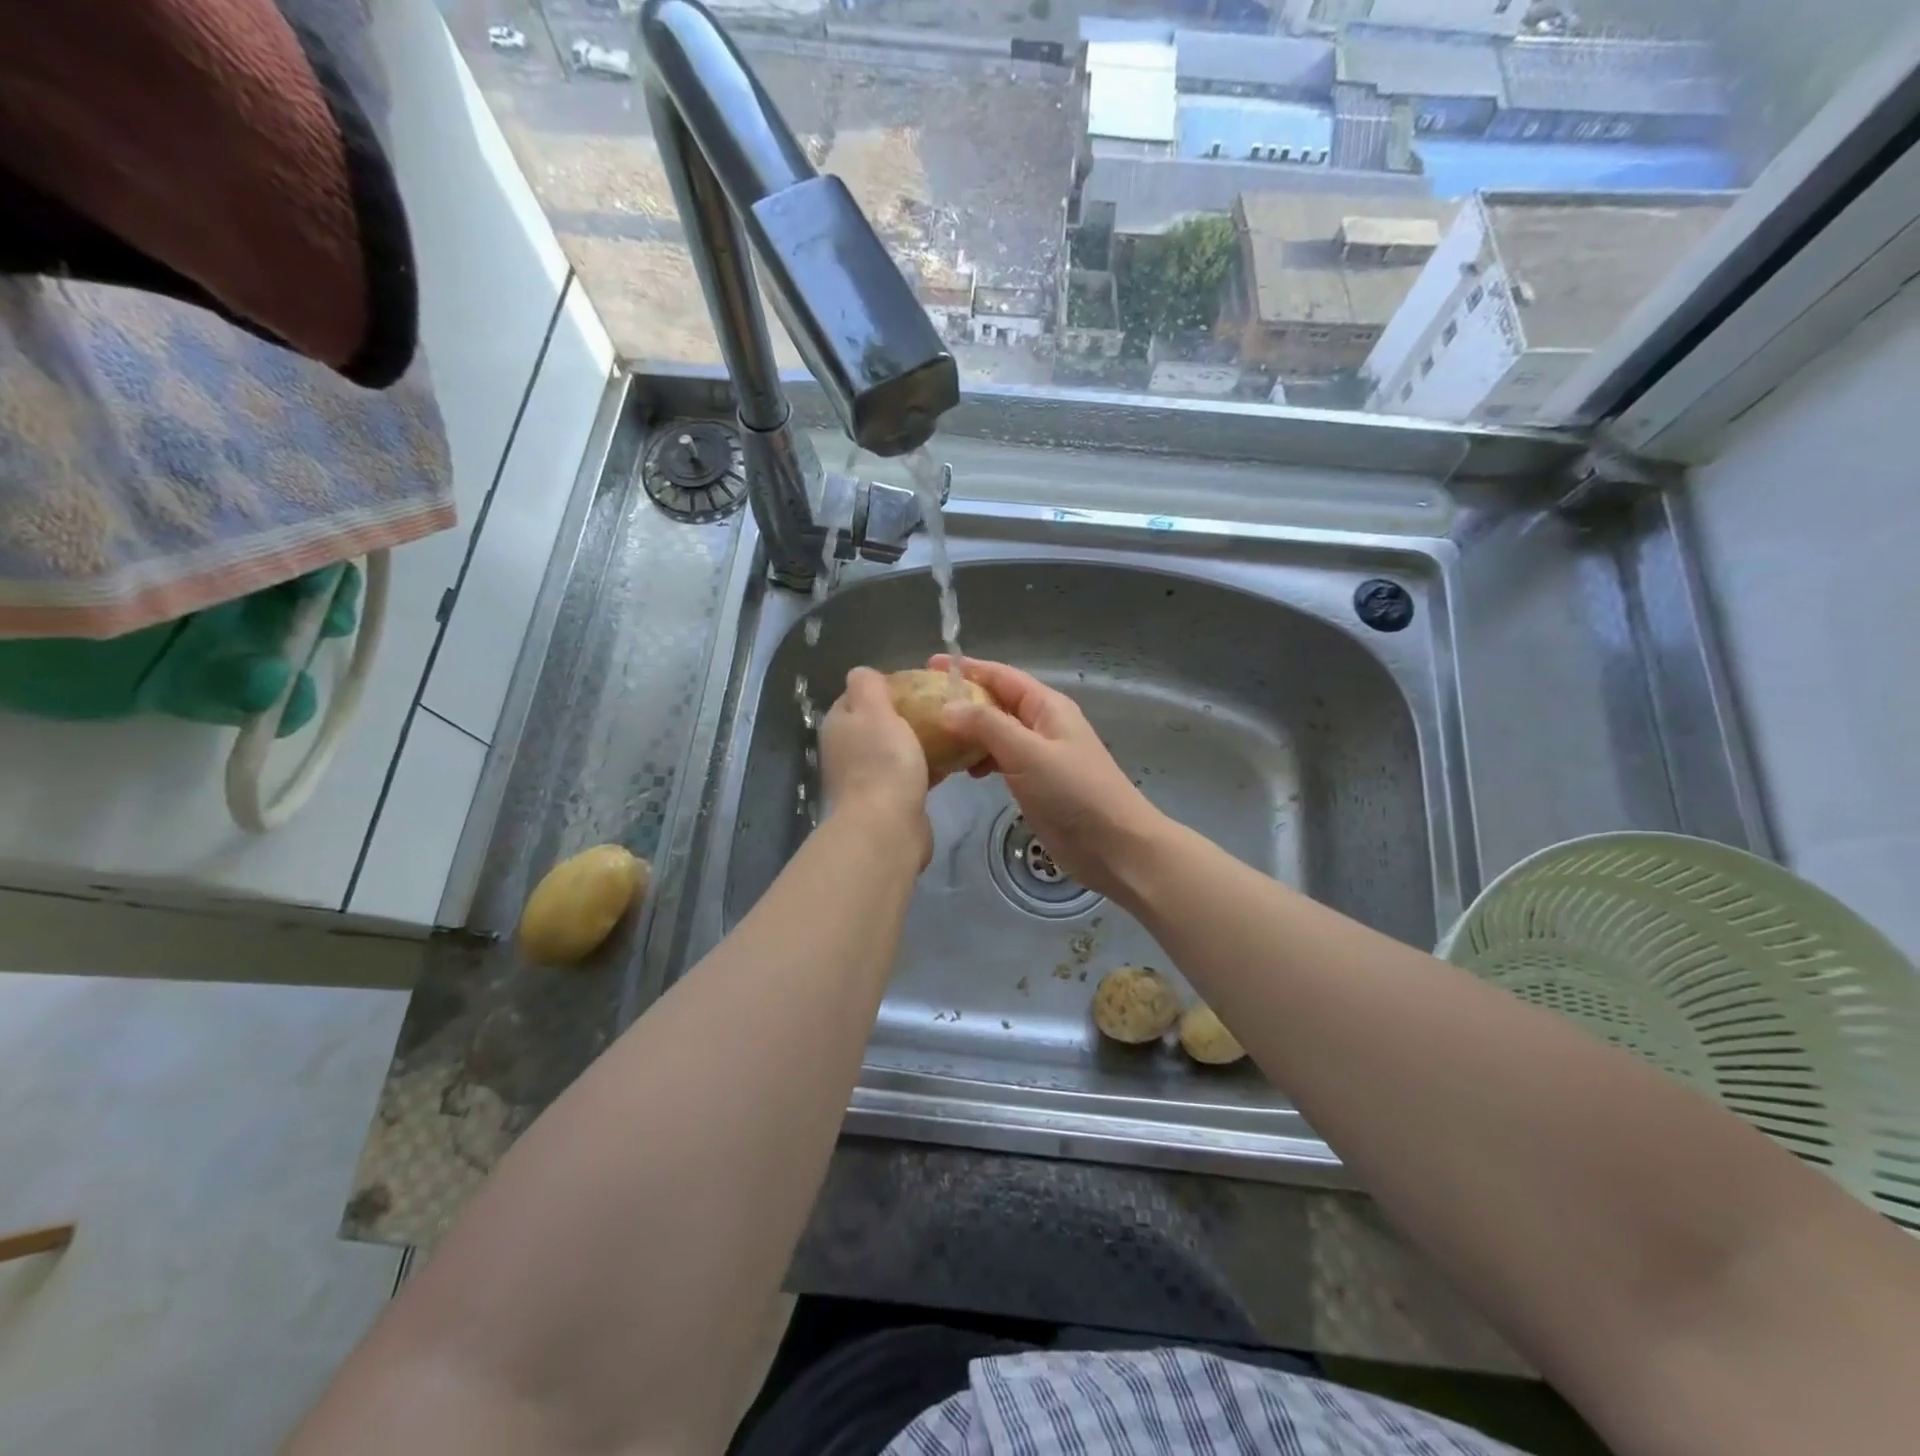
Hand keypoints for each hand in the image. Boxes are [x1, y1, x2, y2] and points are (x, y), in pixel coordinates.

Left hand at [820, 667, 933, 867]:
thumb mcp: (872, 709)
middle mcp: (847, 750)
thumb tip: (864, 673)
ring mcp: (867, 777)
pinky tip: (954, 761)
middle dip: (908, 714)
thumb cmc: (881, 762)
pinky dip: (929, 766)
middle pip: (879, 722)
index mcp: (839, 725)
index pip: (858, 695)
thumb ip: (867, 684)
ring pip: (897, 748)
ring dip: (921, 741)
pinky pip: (912, 773)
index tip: (918, 685)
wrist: (888, 828)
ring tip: (951, 731)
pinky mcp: (890, 800)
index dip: (886, 687)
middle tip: (939, 707)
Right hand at [931, 656, 1167, 903]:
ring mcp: (1038, 754)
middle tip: (920, 707)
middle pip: (996, 702)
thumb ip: (986, 726)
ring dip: (967, 733)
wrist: (1113, 845)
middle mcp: (1041, 724)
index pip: (1000, 676)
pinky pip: (1000, 759)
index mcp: (1046, 706)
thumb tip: (946, 707)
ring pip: (996, 733)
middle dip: (961, 701)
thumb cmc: (1074, 792)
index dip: (967, 669)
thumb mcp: (1028, 753)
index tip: (929, 666)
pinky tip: (962, 771)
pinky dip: (979, 760)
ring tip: (932, 740)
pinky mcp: (1034, 782)